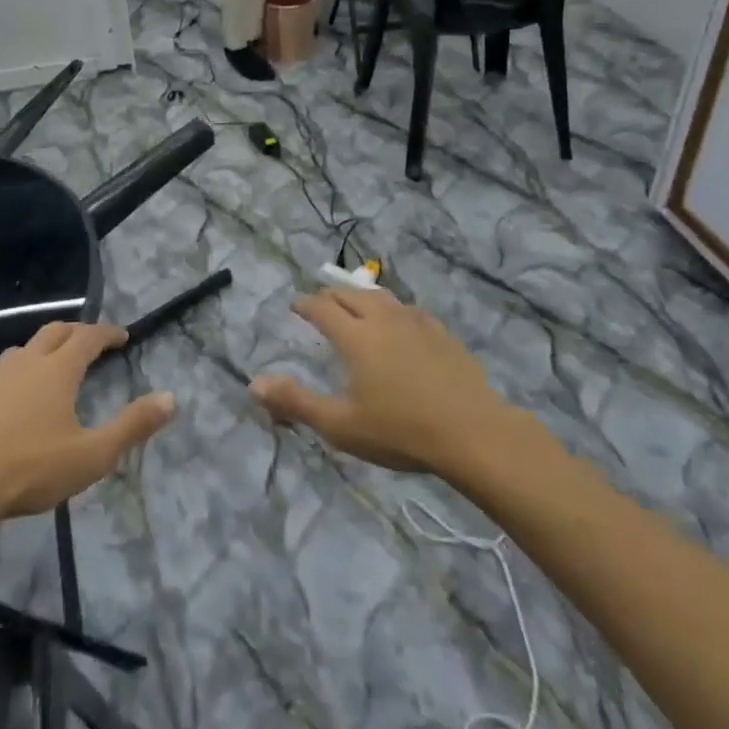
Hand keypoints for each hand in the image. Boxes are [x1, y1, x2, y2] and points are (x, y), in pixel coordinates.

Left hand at [0, 323, 176, 522]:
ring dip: (42, 350)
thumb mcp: (92, 455)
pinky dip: (14, 379)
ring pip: (22, 351)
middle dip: (76, 332)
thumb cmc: (31, 468)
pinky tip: (12, 403)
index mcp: (57, 370)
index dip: (107, 333)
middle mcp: (25, 364)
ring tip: (52, 367)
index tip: (122, 336)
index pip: (88, 337)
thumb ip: (132, 426)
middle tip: (91, 342)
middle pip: (54, 332)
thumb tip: (171, 398)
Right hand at [251, 288, 522, 473]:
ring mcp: (416, 323)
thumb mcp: (341, 425)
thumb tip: (254, 384)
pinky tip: (400, 325)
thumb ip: (296, 402)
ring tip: (356, 306)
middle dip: (330, 296)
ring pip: (382, 298)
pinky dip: (393, 311)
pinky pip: (409, 311)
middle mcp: (383, 318)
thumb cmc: (400, 430)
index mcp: (356, 336)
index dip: (305, 305)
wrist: (473, 433)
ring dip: (362, 298)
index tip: (294, 306)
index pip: (322, 308)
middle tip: (320, 304)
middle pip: (350, 295)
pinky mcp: (442, 334)